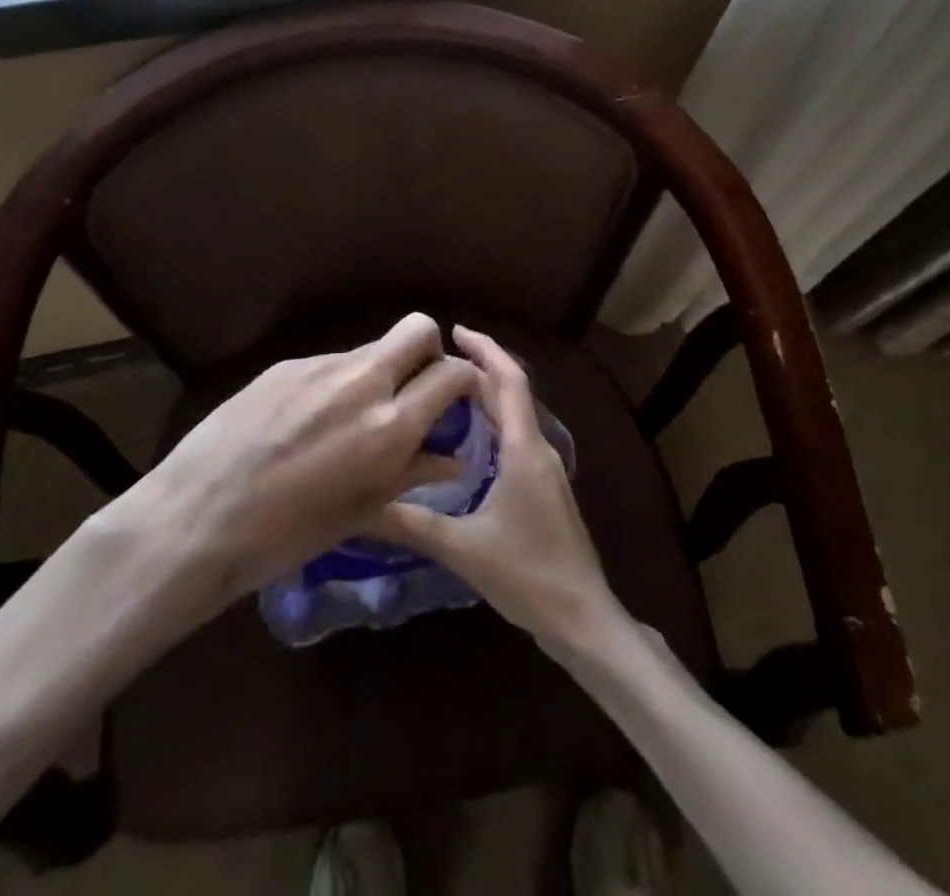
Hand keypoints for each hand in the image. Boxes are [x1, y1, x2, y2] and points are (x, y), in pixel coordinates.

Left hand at [130, 312, 477, 609]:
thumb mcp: (362, 511)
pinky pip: (329, 364)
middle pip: (418, 328)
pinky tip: (306, 423)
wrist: (197, 518)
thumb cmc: (286, 535)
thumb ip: (413, 473)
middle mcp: (361, 381)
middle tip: (414, 390)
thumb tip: (453, 457)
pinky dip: (336, 384)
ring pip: (370, 348)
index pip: (452, 373)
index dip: (465, 380)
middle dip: (429, 351)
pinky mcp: (285, 364)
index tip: (457, 399)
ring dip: (378, 372)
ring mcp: (319, 366)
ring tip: (350, 419)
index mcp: (389, 425)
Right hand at [368, 324, 623, 655]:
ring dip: (487, 395)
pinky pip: (518, 437)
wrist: (583, 618)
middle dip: (479, 369)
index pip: (509, 381)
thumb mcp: (464, 549)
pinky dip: (494, 423)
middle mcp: (539, 450)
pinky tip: (468, 441)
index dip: (485, 350)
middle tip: (436, 362)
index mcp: (524, 450)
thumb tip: (367, 503)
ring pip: (516, 415)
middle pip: (512, 393)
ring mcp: (546, 470)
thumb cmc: (528, 575)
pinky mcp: (544, 489)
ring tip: (446, 391)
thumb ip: (415, 524)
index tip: (455, 331)